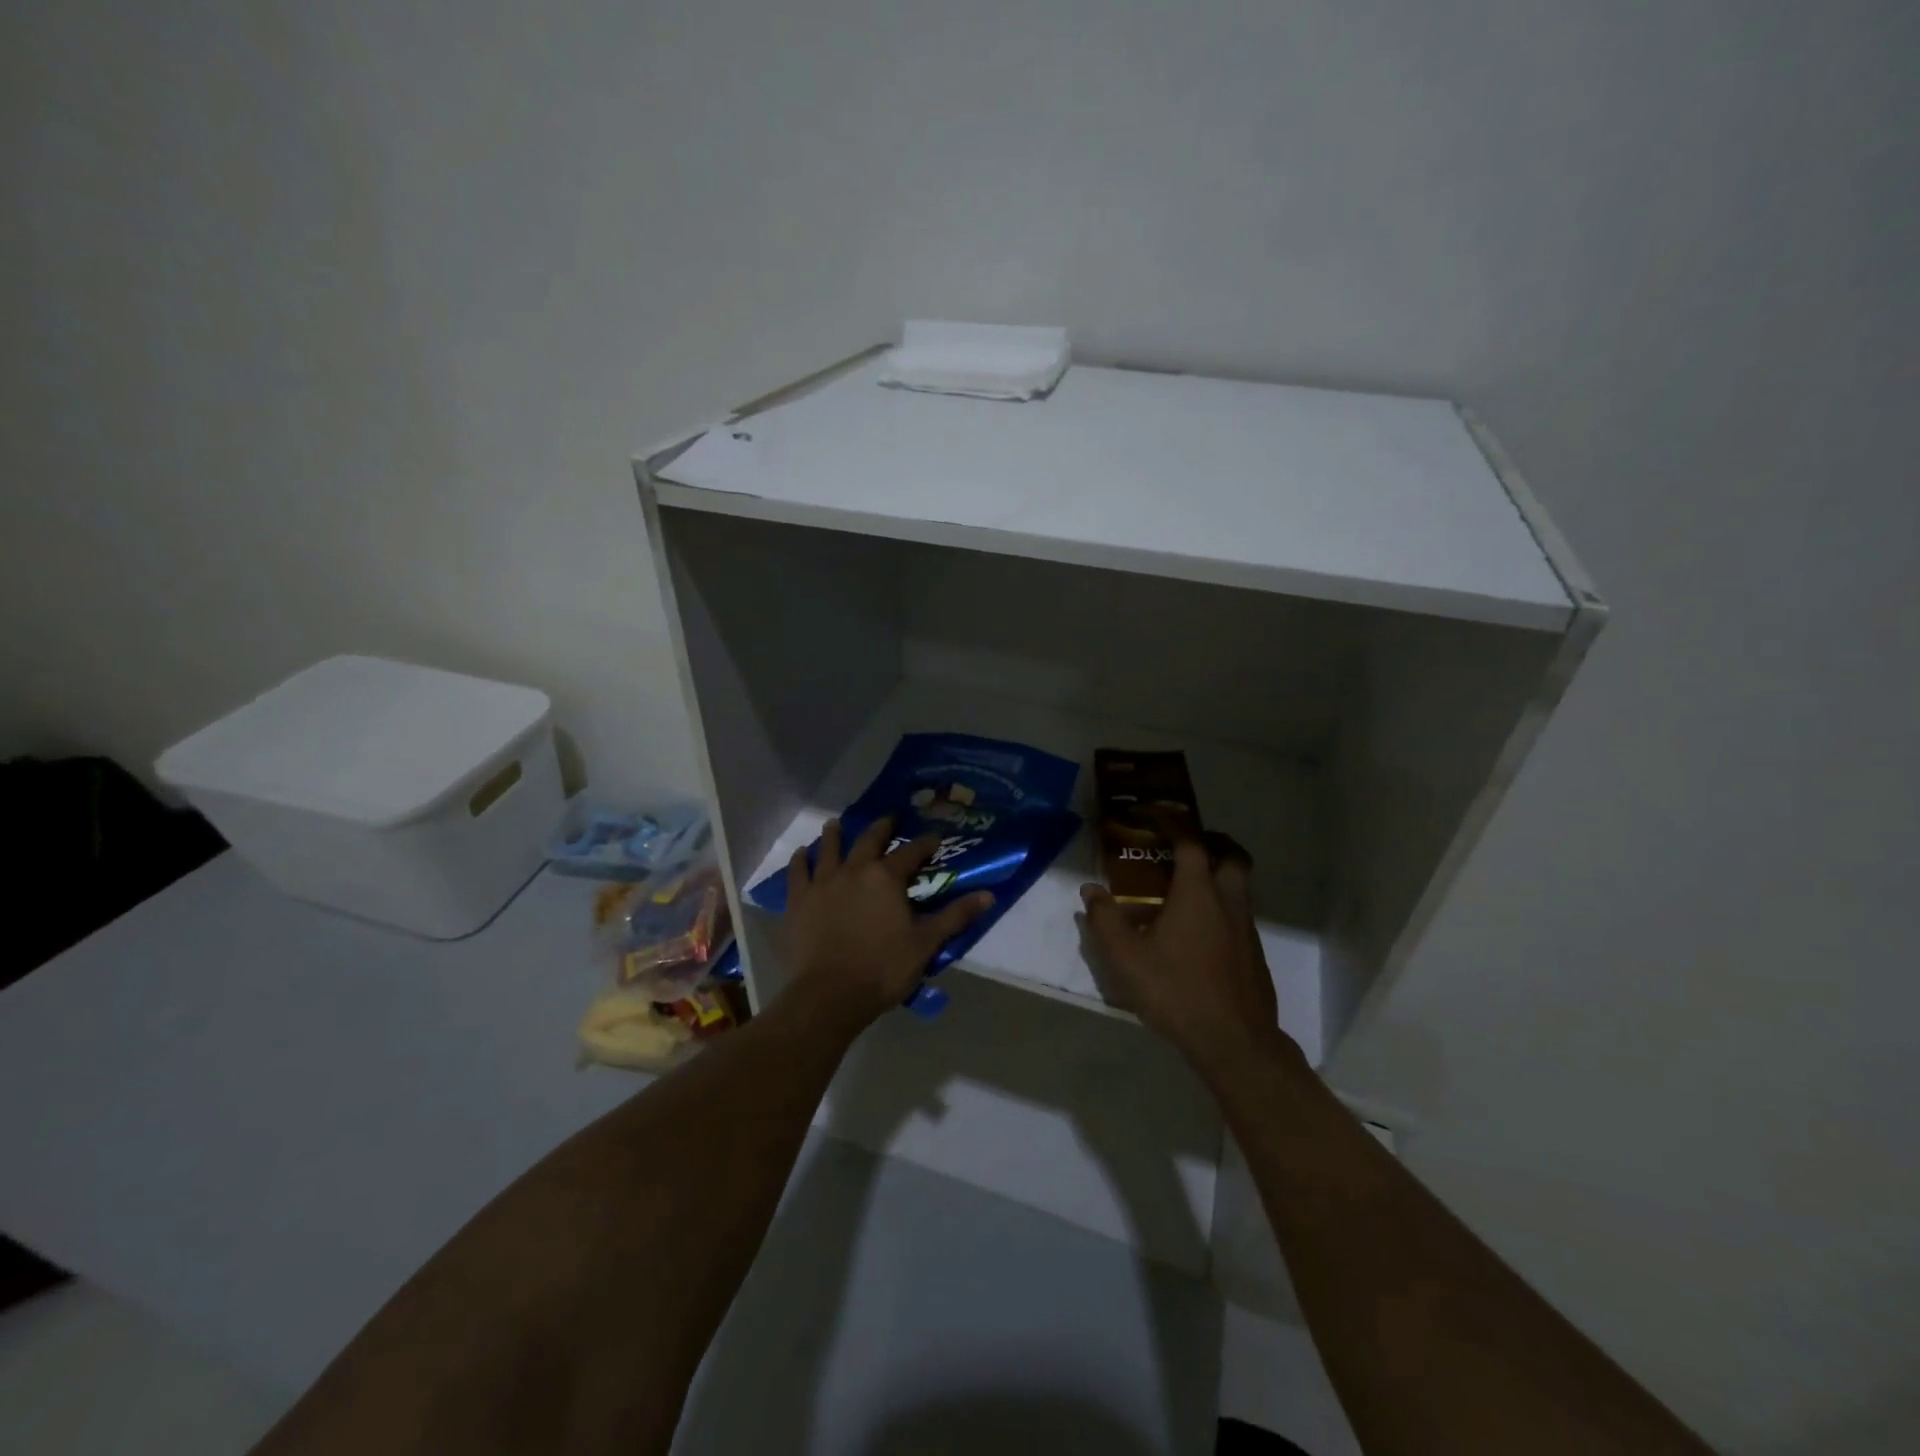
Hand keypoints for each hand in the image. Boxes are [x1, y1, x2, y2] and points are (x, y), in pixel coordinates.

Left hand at [782, 816, 993, 1028]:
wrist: (830, 994)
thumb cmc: (883, 968)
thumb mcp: (926, 943)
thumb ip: (955, 916)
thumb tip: (988, 895)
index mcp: (887, 877)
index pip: (911, 852)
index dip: (925, 843)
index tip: (935, 837)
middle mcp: (855, 869)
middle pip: (869, 839)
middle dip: (882, 827)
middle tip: (889, 818)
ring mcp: (823, 882)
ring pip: (829, 848)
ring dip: (835, 834)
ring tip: (836, 823)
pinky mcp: (799, 900)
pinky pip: (798, 871)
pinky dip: (800, 860)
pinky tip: (801, 853)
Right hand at [1080, 832, 1286, 1073]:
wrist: (1234, 1042)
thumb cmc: (1175, 990)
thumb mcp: (1125, 957)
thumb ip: (1104, 920)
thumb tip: (1091, 890)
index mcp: (1198, 892)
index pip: (1189, 841)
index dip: (1172, 822)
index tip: (1152, 813)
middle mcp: (1228, 901)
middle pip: (1231, 855)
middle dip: (1211, 842)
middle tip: (1183, 847)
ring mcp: (1246, 928)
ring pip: (1239, 885)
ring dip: (1218, 874)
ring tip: (1184, 889)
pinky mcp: (1254, 955)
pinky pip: (1239, 914)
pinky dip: (1221, 906)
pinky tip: (1196, 932)